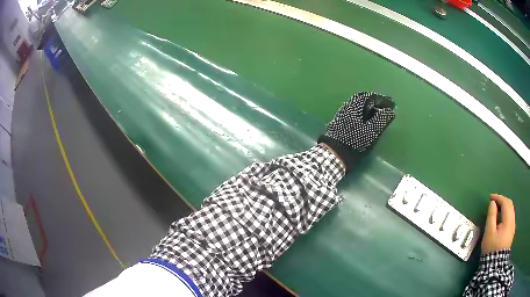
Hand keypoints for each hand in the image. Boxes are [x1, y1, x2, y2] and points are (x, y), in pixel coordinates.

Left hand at [318, 92, 395, 170]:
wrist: (335, 154)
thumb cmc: (354, 141)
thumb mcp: (371, 131)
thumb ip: (382, 119)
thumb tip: (390, 111)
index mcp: (354, 106)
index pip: (370, 97)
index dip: (382, 99)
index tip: (392, 104)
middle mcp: (346, 107)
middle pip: (362, 100)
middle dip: (375, 102)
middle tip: (385, 106)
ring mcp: (342, 115)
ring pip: (358, 107)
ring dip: (369, 108)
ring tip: (379, 114)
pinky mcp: (340, 123)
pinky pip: (355, 113)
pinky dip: (364, 114)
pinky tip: (368, 121)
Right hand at [481, 194, 515, 253]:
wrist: (494, 265)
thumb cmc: (491, 249)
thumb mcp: (489, 233)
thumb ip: (491, 216)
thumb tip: (492, 203)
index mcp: (508, 220)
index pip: (505, 202)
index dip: (498, 198)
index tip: (490, 197)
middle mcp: (512, 220)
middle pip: (509, 205)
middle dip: (502, 200)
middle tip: (494, 201)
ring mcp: (513, 227)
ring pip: (511, 210)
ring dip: (504, 206)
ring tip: (497, 208)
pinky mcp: (511, 232)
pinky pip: (510, 217)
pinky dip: (506, 213)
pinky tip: (501, 218)